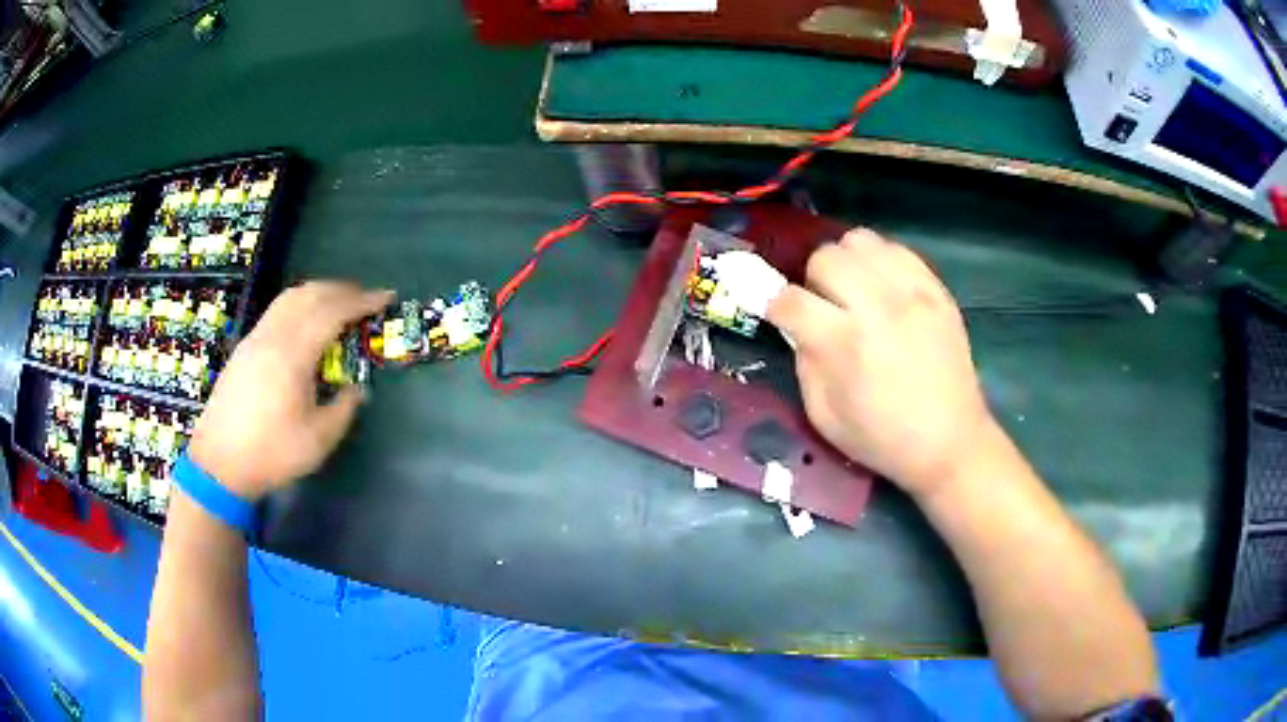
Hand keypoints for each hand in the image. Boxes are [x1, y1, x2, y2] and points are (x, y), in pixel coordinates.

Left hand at [187, 281, 393, 499]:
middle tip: (366, 298)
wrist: (219, 464)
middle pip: (310, 294)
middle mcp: (272, 336)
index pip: (332, 312)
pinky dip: (300, 304)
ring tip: (339, 303)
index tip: (386, 297)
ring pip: (289, 297)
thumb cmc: (271, 454)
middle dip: (342, 290)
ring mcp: (255, 339)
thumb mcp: (318, 440)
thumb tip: (358, 389)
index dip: (362, 301)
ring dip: (319, 292)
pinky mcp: (245, 348)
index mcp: (292, 355)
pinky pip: (277, 310)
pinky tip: (306, 323)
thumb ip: (343, 409)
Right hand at [766, 229, 993, 498]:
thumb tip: (798, 327)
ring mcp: (912, 293)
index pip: (791, 299)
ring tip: (853, 290)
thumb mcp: (824, 417)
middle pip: (825, 258)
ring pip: (860, 241)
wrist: (950, 442)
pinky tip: (883, 288)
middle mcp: (878, 306)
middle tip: (824, 305)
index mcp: (844, 343)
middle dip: (813, 280)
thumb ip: (804, 363)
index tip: (777, 313)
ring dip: (846, 263)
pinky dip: (880, 261)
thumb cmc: (882, 439)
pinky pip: (897, 249)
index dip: (774, 304)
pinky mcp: (936, 289)